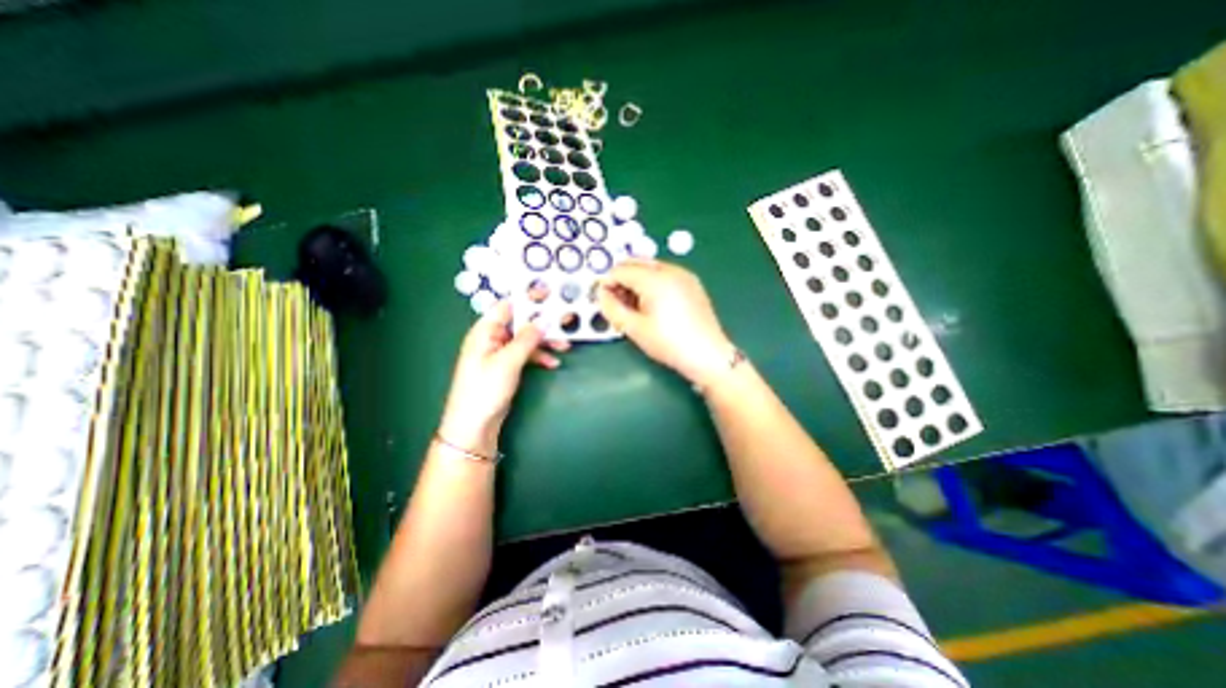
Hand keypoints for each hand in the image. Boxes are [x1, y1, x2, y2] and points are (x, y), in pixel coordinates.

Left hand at [438, 301, 566, 456]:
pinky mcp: (507, 366)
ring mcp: (500, 353)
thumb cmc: (485, 390)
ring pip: (526, 338)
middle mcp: (492, 338)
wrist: (474, 426)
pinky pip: (526, 354)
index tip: (551, 294)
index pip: (508, 306)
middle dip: (542, 322)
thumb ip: (526, 339)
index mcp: (485, 331)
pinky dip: (540, 356)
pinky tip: (552, 363)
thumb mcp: (507, 362)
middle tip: (565, 319)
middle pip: (521, 321)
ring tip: (565, 346)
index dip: (529, 298)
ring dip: (545, 341)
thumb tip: (544, 319)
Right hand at [597, 258, 731, 386]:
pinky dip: (652, 282)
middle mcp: (670, 269)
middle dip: (621, 278)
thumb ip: (612, 308)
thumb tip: (601, 293)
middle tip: (617, 302)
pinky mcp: (692, 283)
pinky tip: (653, 304)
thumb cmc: (668, 343)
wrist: (708, 354)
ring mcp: (684, 274)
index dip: (607, 282)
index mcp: (654, 279)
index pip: (621, 270)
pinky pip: (664, 273)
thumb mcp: (634, 329)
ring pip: (650, 267)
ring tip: (634, 305)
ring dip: (636, 279)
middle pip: (636, 262)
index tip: (603, 299)